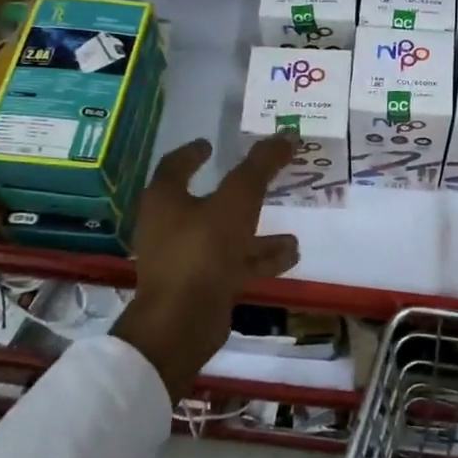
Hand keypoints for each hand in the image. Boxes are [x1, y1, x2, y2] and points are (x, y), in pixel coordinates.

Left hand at [113, 136, 300, 395]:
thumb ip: (261, 166)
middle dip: (236, 192)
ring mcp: (185, 258)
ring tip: (290, 225)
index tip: (210, 144)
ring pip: (225, 235)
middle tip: (262, 180)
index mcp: (165, 199)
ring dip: (255, 229)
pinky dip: (260, 257)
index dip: (193, 152)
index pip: (175, 165)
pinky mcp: (201, 286)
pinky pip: (234, 263)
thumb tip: (286, 134)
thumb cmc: (203, 250)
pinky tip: (292, 255)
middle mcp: (170, 226)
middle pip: (204, 201)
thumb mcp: (238, 200)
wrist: (182, 322)